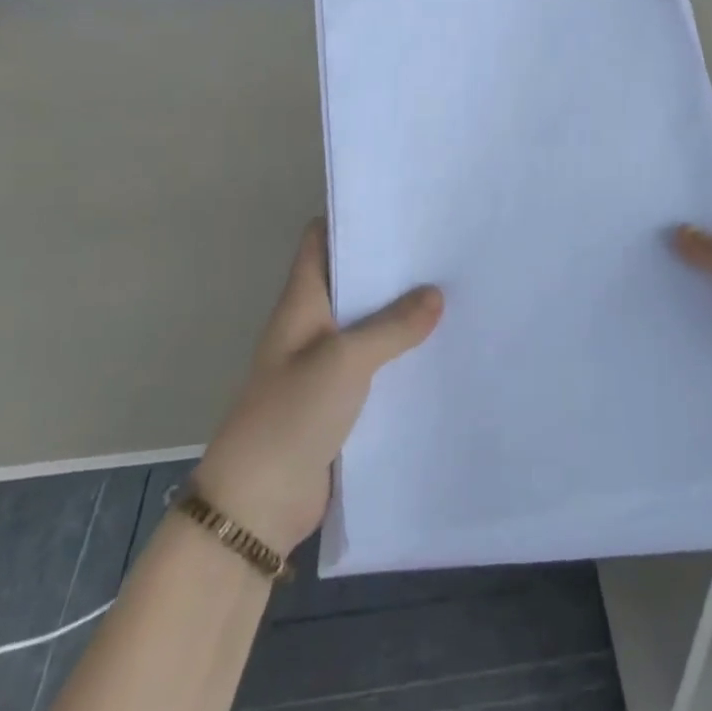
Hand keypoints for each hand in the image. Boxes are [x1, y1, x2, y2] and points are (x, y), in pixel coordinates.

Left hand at [190, 221, 442, 554]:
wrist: (258, 504)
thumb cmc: (291, 415)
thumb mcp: (345, 360)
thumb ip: (392, 326)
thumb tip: (435, 293)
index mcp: (301, 303)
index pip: (320, 241)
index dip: (352, 218)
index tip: (399, 206)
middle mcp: (311, 326)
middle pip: (350, 281)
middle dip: (390, 265)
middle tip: (443, 247)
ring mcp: (324, 365)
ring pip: (367, 325)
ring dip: (401, 313)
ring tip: (453, 290)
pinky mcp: (339, 401)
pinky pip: (375, 366)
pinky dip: (401, 355)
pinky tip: (439, 349)